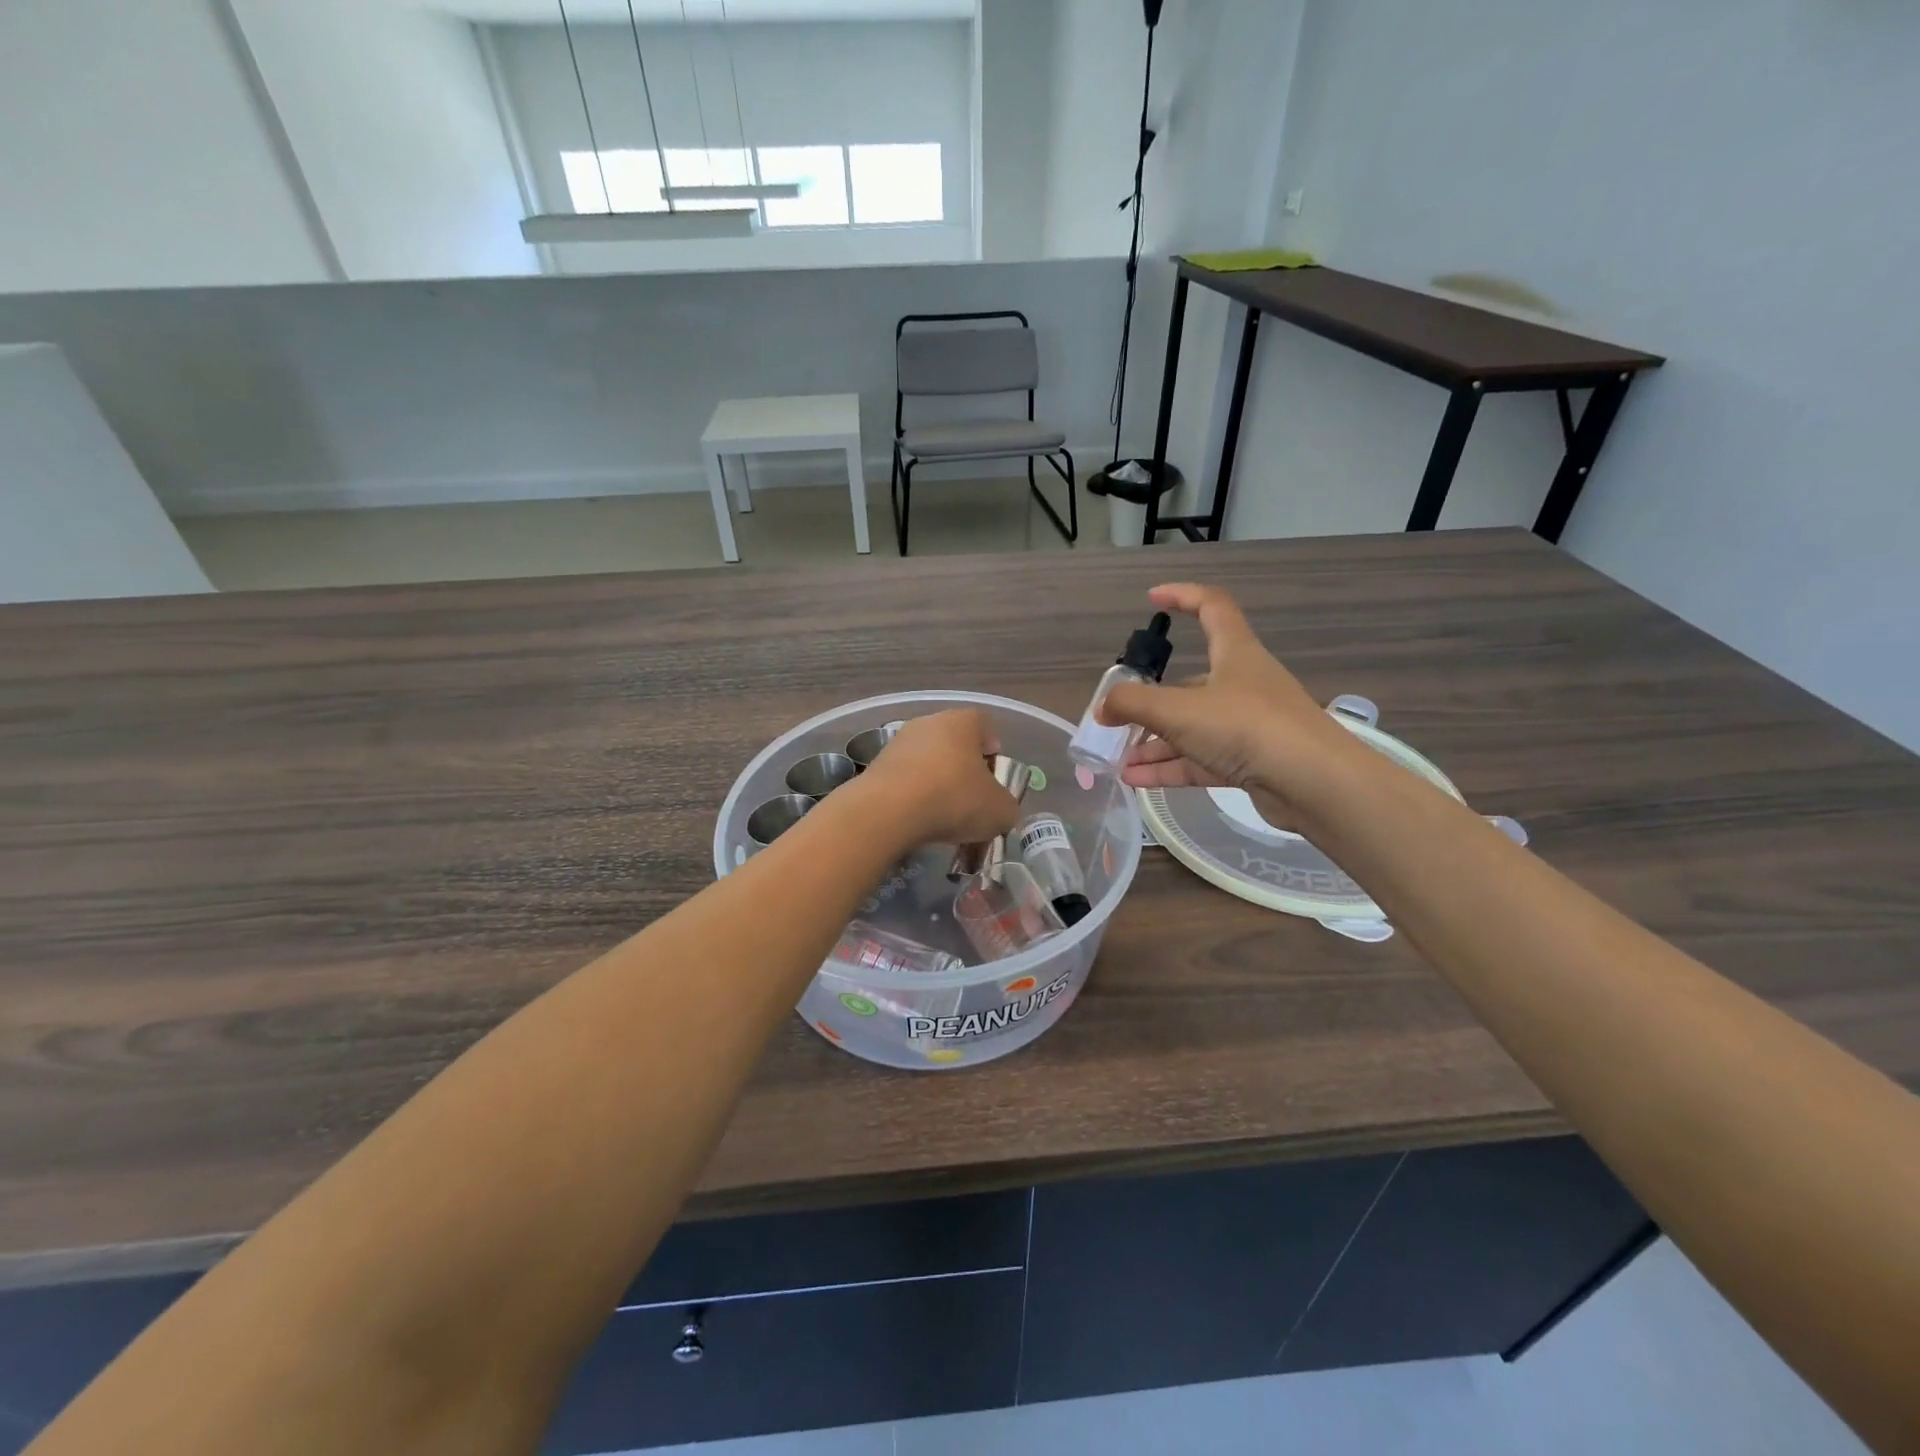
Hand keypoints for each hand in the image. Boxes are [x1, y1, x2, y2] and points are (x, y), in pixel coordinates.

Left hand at [854, 708, 1021, 849]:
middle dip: (964, 768)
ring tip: (942, 813)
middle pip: (953, 741)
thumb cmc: (953, 799)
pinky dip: (913, 794)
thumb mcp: (999, 811)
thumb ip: (1007, 806)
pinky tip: (917, 818)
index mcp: (963, 722)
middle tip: (972, 797)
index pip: (984, 724)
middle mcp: (929, 722)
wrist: (888, 811)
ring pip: (927, 759)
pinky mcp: (876, 765)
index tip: (994, 773)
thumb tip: (1001, 809)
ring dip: (936, 781)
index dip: (993, 747)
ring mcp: (898, 742)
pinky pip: (905, 777)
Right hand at [1097, 583, 1358, 828]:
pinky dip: (1170, 767)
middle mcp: (1243, 684)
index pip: (1211, 607)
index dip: (1182, 596)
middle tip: (1117, 717)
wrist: (1314, 784)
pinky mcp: (1251, 762)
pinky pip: (1201, 759)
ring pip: (1193, 727)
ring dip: (1155, 743)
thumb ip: (1132, 705)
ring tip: (1118, 759)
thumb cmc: (1246, 727)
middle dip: (1151, 701)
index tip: (1152, 598)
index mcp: (1235, 653)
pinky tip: (1136, 779)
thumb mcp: (1178, 710)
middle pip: (1190, 683)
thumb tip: (1102, 708)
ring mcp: (1249, 725)